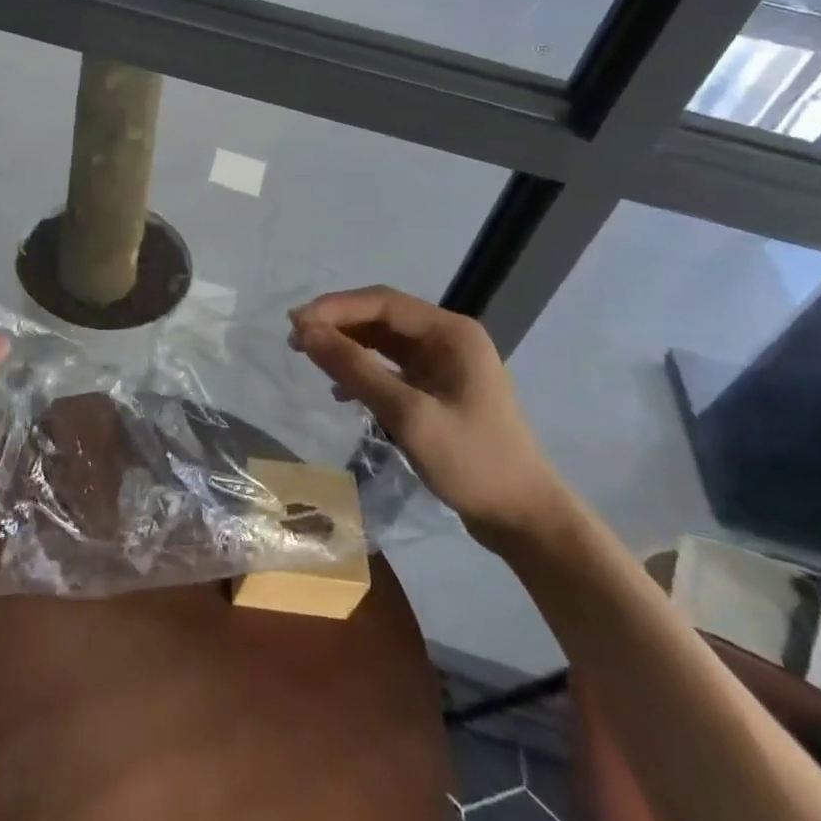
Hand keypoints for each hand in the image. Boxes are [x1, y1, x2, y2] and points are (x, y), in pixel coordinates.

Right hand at [289, 287, 570, 549]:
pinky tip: (341, 391)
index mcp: (451, 332)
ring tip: (309, 357)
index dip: (335, 308)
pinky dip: (364, 371)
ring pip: (384, 341)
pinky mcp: (438, 389)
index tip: (296, 323)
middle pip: (382, 316)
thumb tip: (306, 332)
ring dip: (347, 346)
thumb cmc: (472, 462)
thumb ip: (356, 370)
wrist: (525, 518)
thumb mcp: (408, 415)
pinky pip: (392, 366)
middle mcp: (448, 338)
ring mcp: (445, 364)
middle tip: (295, 339)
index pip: (382, 302)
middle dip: (338, 324)